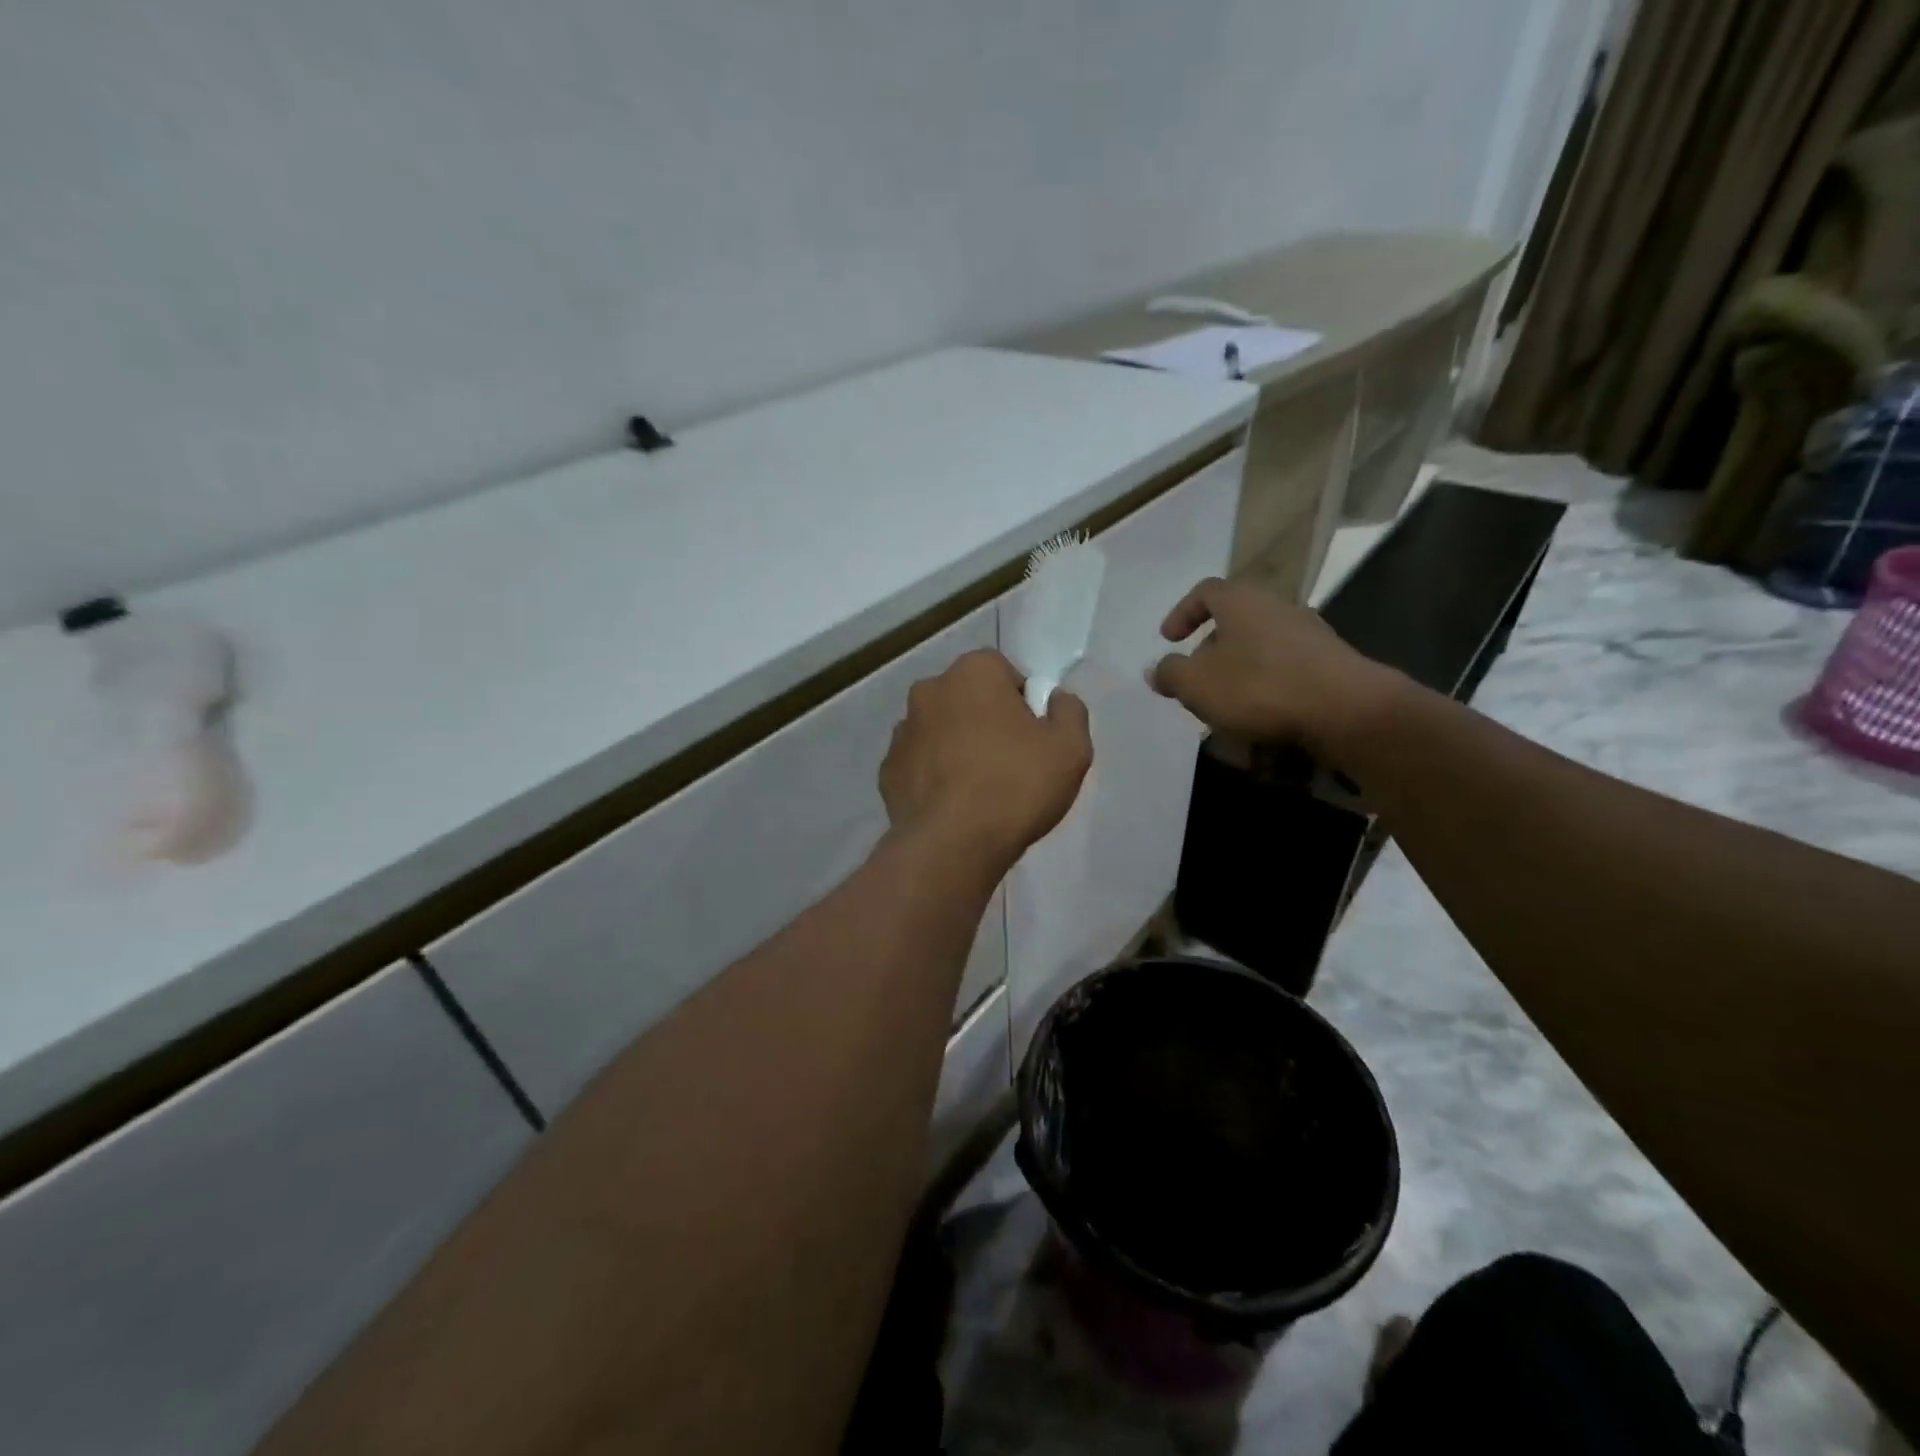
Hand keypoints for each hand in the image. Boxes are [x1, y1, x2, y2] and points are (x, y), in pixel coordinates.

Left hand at [881, 650, 1092, 869]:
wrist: (952, 845)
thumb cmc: (1015, 786)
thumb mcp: (1071, 748)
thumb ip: (1069, 711)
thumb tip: (1056, 699)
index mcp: (972, 672)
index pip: (1002, 670)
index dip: (1022, 700)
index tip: (1033, 735)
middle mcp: (929, 690)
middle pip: (967, 698)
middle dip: (986, 720)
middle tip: (1010, 762)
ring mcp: (901, 731)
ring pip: (939, 729)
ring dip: (956, 746)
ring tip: (979, 788)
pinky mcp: (887, 770)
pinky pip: (919, 764)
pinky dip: (934, 776)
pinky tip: (952, 805)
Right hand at [1149, 577, 1398, 754]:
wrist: (1345, 709)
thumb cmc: (1258, 687)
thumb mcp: (1196, 684)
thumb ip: (1170, 674)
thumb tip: (1157, 670)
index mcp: (1241, 601)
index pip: (1205, 591)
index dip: (1182, 613)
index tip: (1169, 640)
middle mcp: (1277, 607)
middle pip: (1235, 620)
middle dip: (1211, 650)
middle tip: (1196, 679)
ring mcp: (1309, 633)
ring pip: (1260, 646)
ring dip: (1239, 671)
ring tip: (1226, 704)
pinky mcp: (1330, 662)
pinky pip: (1286, 668)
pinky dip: (1267, 686)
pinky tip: (1261, 715)